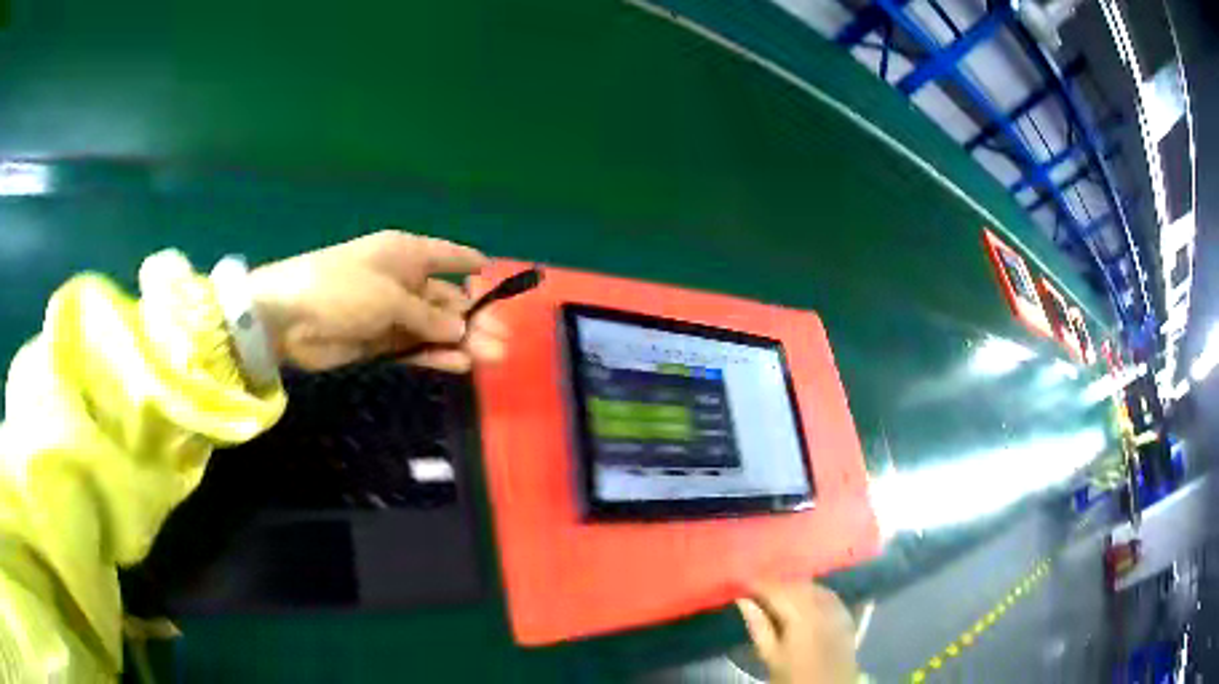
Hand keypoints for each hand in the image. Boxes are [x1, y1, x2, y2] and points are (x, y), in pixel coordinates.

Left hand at [250, 230, 505, 371]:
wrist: (290, 318)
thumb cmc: (342, 288)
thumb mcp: (390, 296)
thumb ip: (428, 316)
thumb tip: (461, 328)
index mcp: (405, 254)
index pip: (446, 256)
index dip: (470, 264)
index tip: (495, 278)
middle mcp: (402, 281)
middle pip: (446, 299)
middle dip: (475, 318)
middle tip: (503, 342)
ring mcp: (390, 314)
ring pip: (434, 327)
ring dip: (461, 342)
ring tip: (492, 358)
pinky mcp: (379, 343)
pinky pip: (414, 348)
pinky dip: (435, 355)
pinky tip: (460, 364)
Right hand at [737, 582, 859, 683]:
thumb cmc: (793, 675)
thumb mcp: (770, 655)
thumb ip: (758, 625)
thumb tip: (743, 601)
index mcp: (801, 616)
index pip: (776, 591)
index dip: (758, 585)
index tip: (741, 586)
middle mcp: (821, 606)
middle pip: (796, 585)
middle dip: (775, 585)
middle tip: (755, 591)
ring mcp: (837, 609)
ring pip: (813, 587)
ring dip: (794, 587)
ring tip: (776, 595)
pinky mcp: (845, 615)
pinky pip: (827, 594)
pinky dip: (812, 592)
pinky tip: (803, 599)